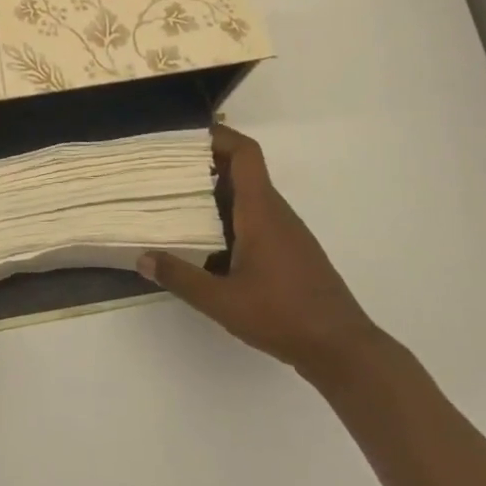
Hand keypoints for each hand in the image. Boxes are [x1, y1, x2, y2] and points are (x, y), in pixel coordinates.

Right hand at [140, 124, 381, 386]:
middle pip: (241, 171)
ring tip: (177, 205)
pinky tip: (206, 245)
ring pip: (247, 197)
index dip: (218, 136)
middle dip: (204, 166)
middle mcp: (275, 212)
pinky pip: (254, 219)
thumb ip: (181, 277)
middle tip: (166, 172)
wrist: (343, 349)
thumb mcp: (223, 302)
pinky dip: (228, 219)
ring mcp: (285, 232)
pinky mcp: (289, 251)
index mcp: (261, 211)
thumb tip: (142, 258)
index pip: (245, 153)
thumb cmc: (284, 316)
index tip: (184, 139)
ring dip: (214, 194)